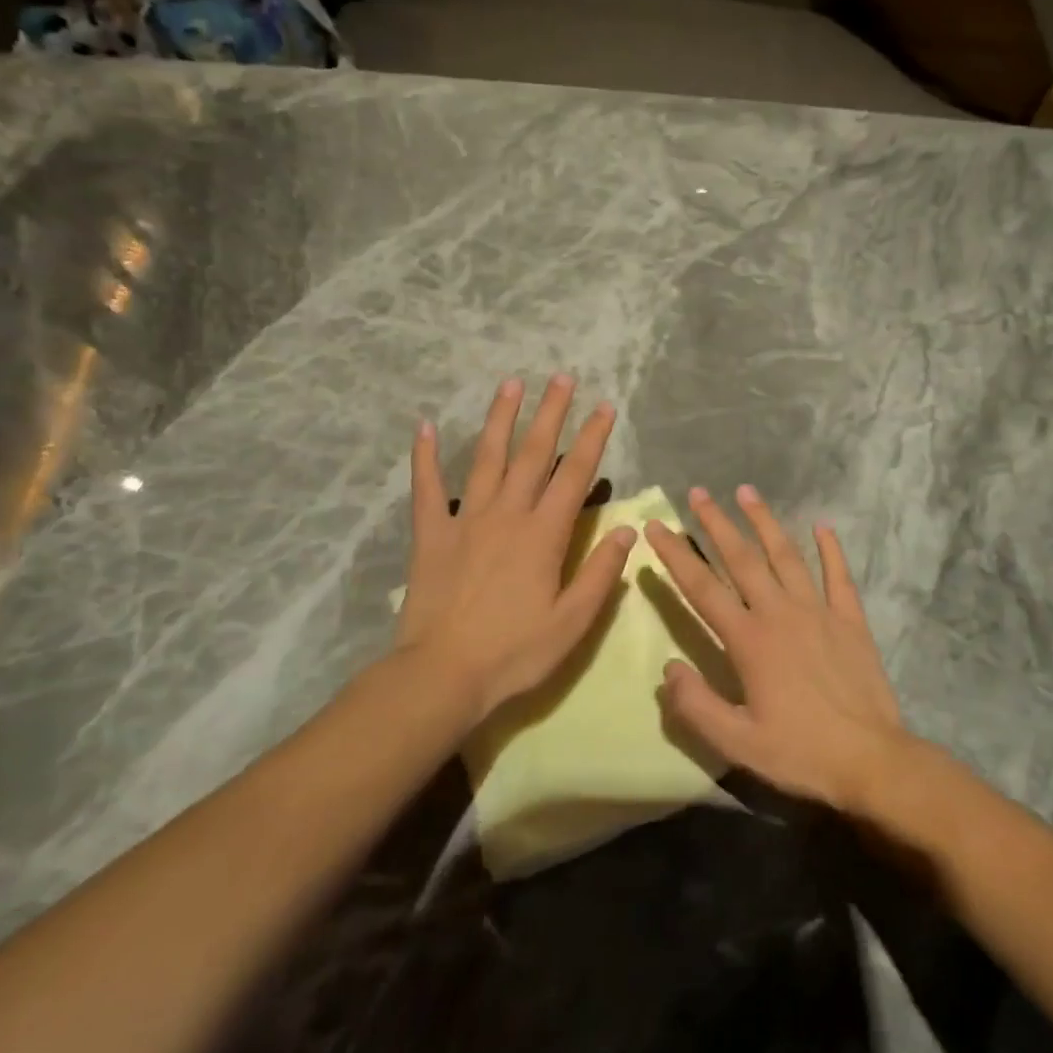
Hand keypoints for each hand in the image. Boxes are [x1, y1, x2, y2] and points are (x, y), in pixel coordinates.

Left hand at [396, 375, 634, 725]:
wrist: (443, 675)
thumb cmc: (515, 652)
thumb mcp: (572, 622)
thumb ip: (600, 573)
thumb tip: (628, 530)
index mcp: (544, 534)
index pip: (575, 475)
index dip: (592, 439)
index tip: (604, 407)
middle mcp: (507, 515)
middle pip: (533, 454)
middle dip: (551, 413)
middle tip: (561, 377)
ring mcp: (466, 521)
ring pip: (486, 459)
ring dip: (500, 419)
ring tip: (511, 384)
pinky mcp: (432, 535)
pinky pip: (427, 489)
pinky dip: (425, 457)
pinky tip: (424, 426)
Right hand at [644, 486, 906, 811]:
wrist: (871, 760)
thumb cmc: (800, 753)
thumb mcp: (737, 742)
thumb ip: (696, 705)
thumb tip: (668, 669)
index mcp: (749, 640)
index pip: (703, 588)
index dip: (676, 555)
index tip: (657, 526)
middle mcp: (781, 613)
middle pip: (743, 559)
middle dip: (717, 523)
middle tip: (698, 493)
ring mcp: (819, 611)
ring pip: (787, 556)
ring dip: (765, 522)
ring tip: (747, 492)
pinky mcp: (850, 620)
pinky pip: (838, 576)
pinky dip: (831, 549)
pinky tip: (823, 526)